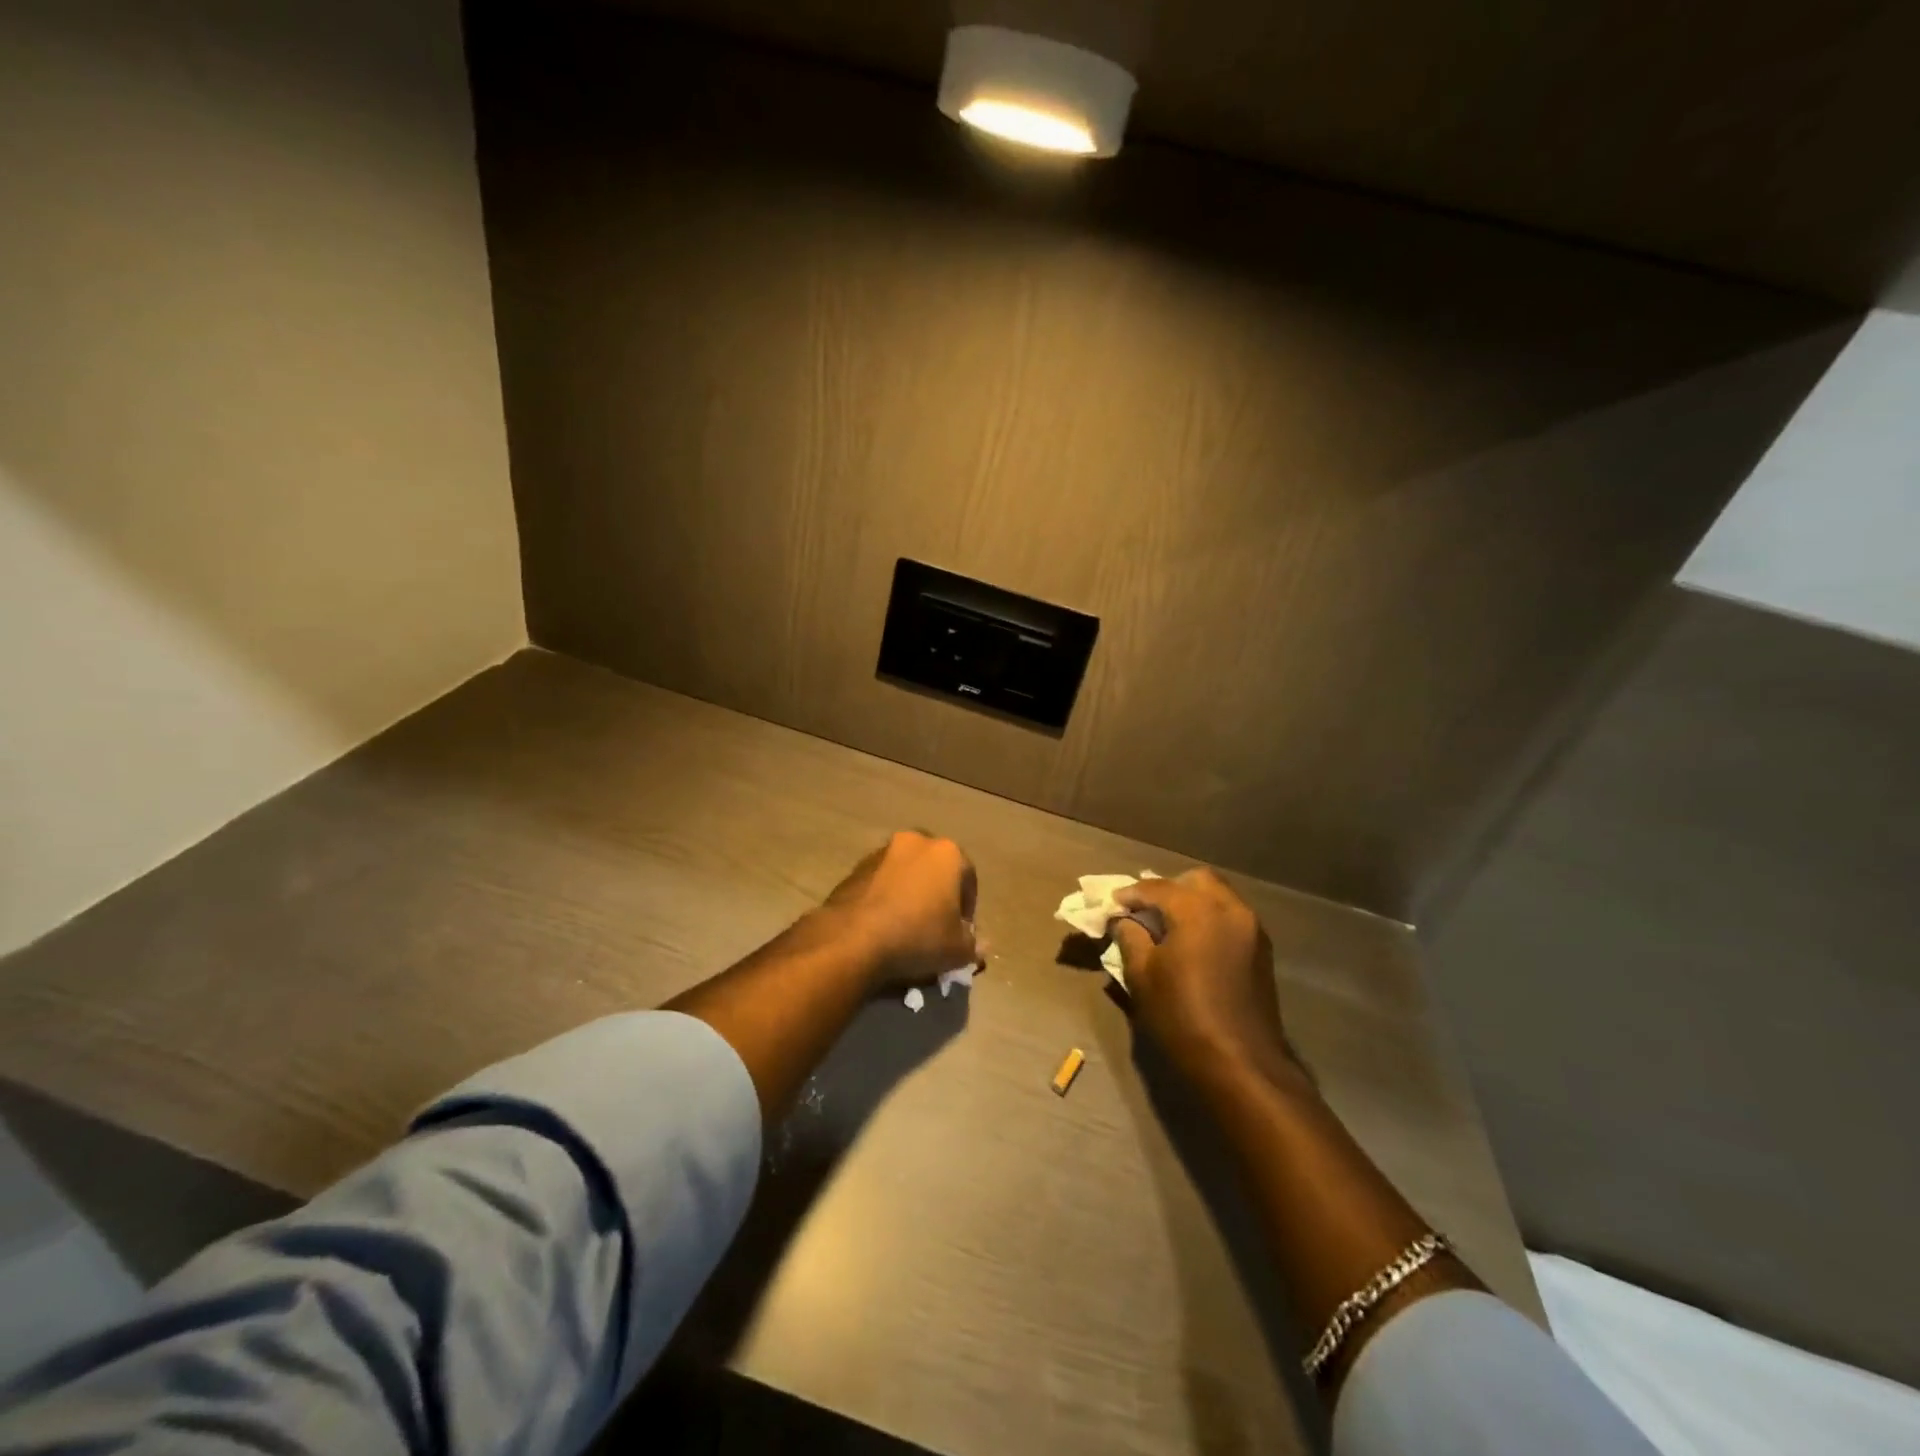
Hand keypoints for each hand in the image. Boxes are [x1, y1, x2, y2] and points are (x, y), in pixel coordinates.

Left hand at [822, 831, 978, 988]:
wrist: (853, 939)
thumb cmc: (918, 937)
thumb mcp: (958, 950)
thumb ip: (974, 945)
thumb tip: (980, 945)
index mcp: (947, 853)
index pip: (968, 879)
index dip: (968, 909)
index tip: (961, 933)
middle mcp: (915, 842)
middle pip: (935, 870)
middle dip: (937, 894)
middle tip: (935, 926)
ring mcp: (882, 852)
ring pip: (906, 873)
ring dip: (910, 894)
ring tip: (906, 927)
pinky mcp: (855, 868)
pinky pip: (880, 882)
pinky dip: (885, 898)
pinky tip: (882, 925)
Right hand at [1110, 869, 1296, 1078]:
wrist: (1242, 1064)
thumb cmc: (1183, 1016)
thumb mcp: (1142, 976)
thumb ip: (1129, 937)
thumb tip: (1122, 920)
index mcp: (1198, 910)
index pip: (1157, 887)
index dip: (1131, 893)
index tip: (1112, 904)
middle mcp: (1230, 909)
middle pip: (1196, 880)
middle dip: (1168, 889)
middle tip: (1145, 911)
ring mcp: (1252, 929)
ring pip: (1218, 896)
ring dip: (1191, 902)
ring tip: (1167, 926)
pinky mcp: (1262, 951)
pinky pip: (1231, 918)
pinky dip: (1209, 919)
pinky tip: (1192, 943)